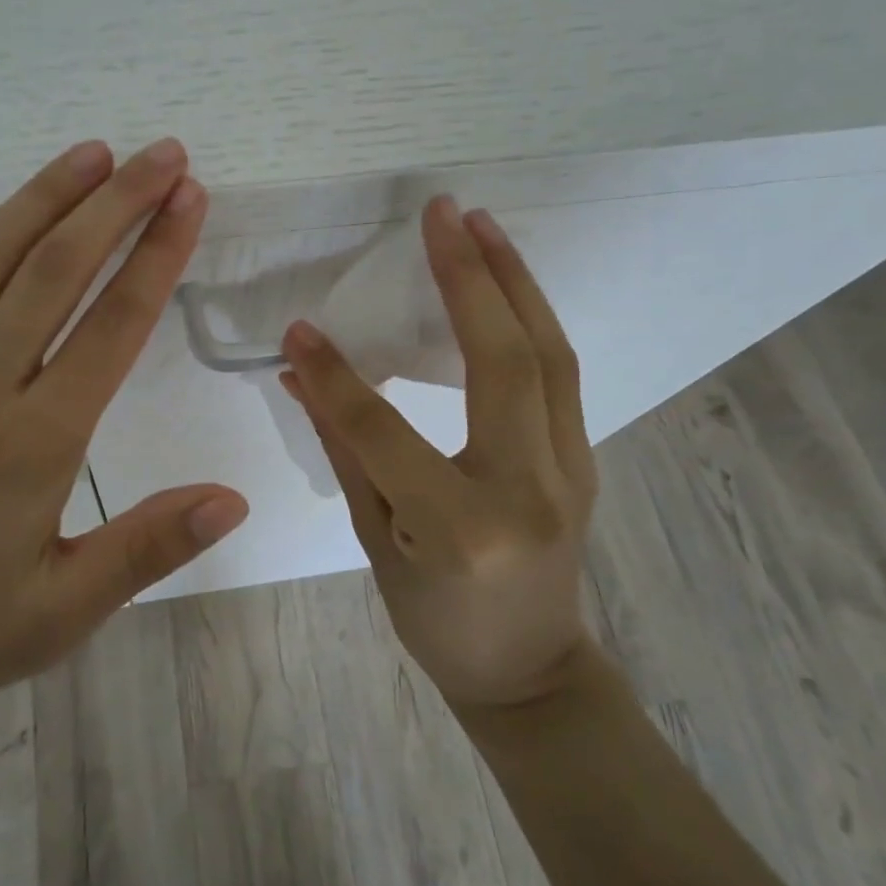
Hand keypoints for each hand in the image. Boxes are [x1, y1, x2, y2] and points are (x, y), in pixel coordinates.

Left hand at [0, 139, 247, 755]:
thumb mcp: (60, 612)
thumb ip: (148, 547)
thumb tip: (234, 499)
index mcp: (37, 442)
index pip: (115, 324)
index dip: (158, 254)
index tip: (189, 200)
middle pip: (57, 271)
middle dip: (116, 204)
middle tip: (160, 154)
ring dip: (41, 199)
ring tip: (90, 154)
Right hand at [280, 196, 597, 713]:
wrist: (531, 672)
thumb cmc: (438, 624)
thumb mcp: (376, 543)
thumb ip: (344, 450)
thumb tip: (301, 375)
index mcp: (460, 528)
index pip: (384, 431)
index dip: (336, 376)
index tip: (301, 328)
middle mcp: (528, 490)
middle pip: (504, 362)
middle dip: (469, 277)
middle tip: (439, 212)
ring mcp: (570, 470)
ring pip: (549, 354)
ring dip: (513, 280)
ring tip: (477, 224)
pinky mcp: (583, 458)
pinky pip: (559, 372)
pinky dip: (531, 315)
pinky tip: (503, 282)